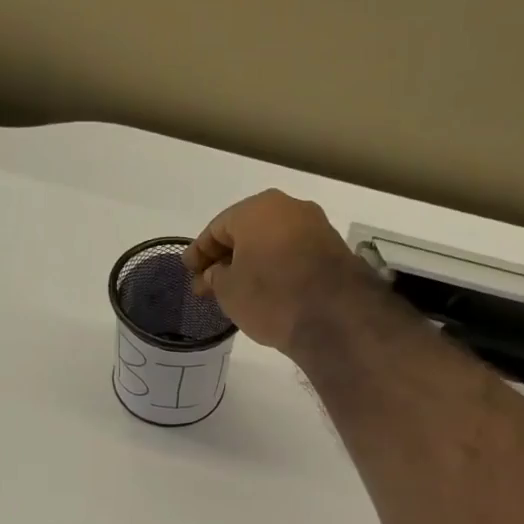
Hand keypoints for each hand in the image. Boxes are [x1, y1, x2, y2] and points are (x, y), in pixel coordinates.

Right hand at [183, 189, 371, 354]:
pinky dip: (275, 268)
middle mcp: (288, 208)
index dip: (199, 252)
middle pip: (246, 232)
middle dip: (225, 257)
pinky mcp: (333, 250)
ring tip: (236, 289)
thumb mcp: (229, 290)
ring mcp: (315, 227)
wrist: (334, 316)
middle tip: (207, 283)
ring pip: (271, 243)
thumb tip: (216, 272)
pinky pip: (293, 255)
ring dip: (252, 263)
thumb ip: (216, 276)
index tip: (188, 270)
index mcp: (256, 209)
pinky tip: (266, 288)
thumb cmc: (271, 296)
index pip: (217, 228)